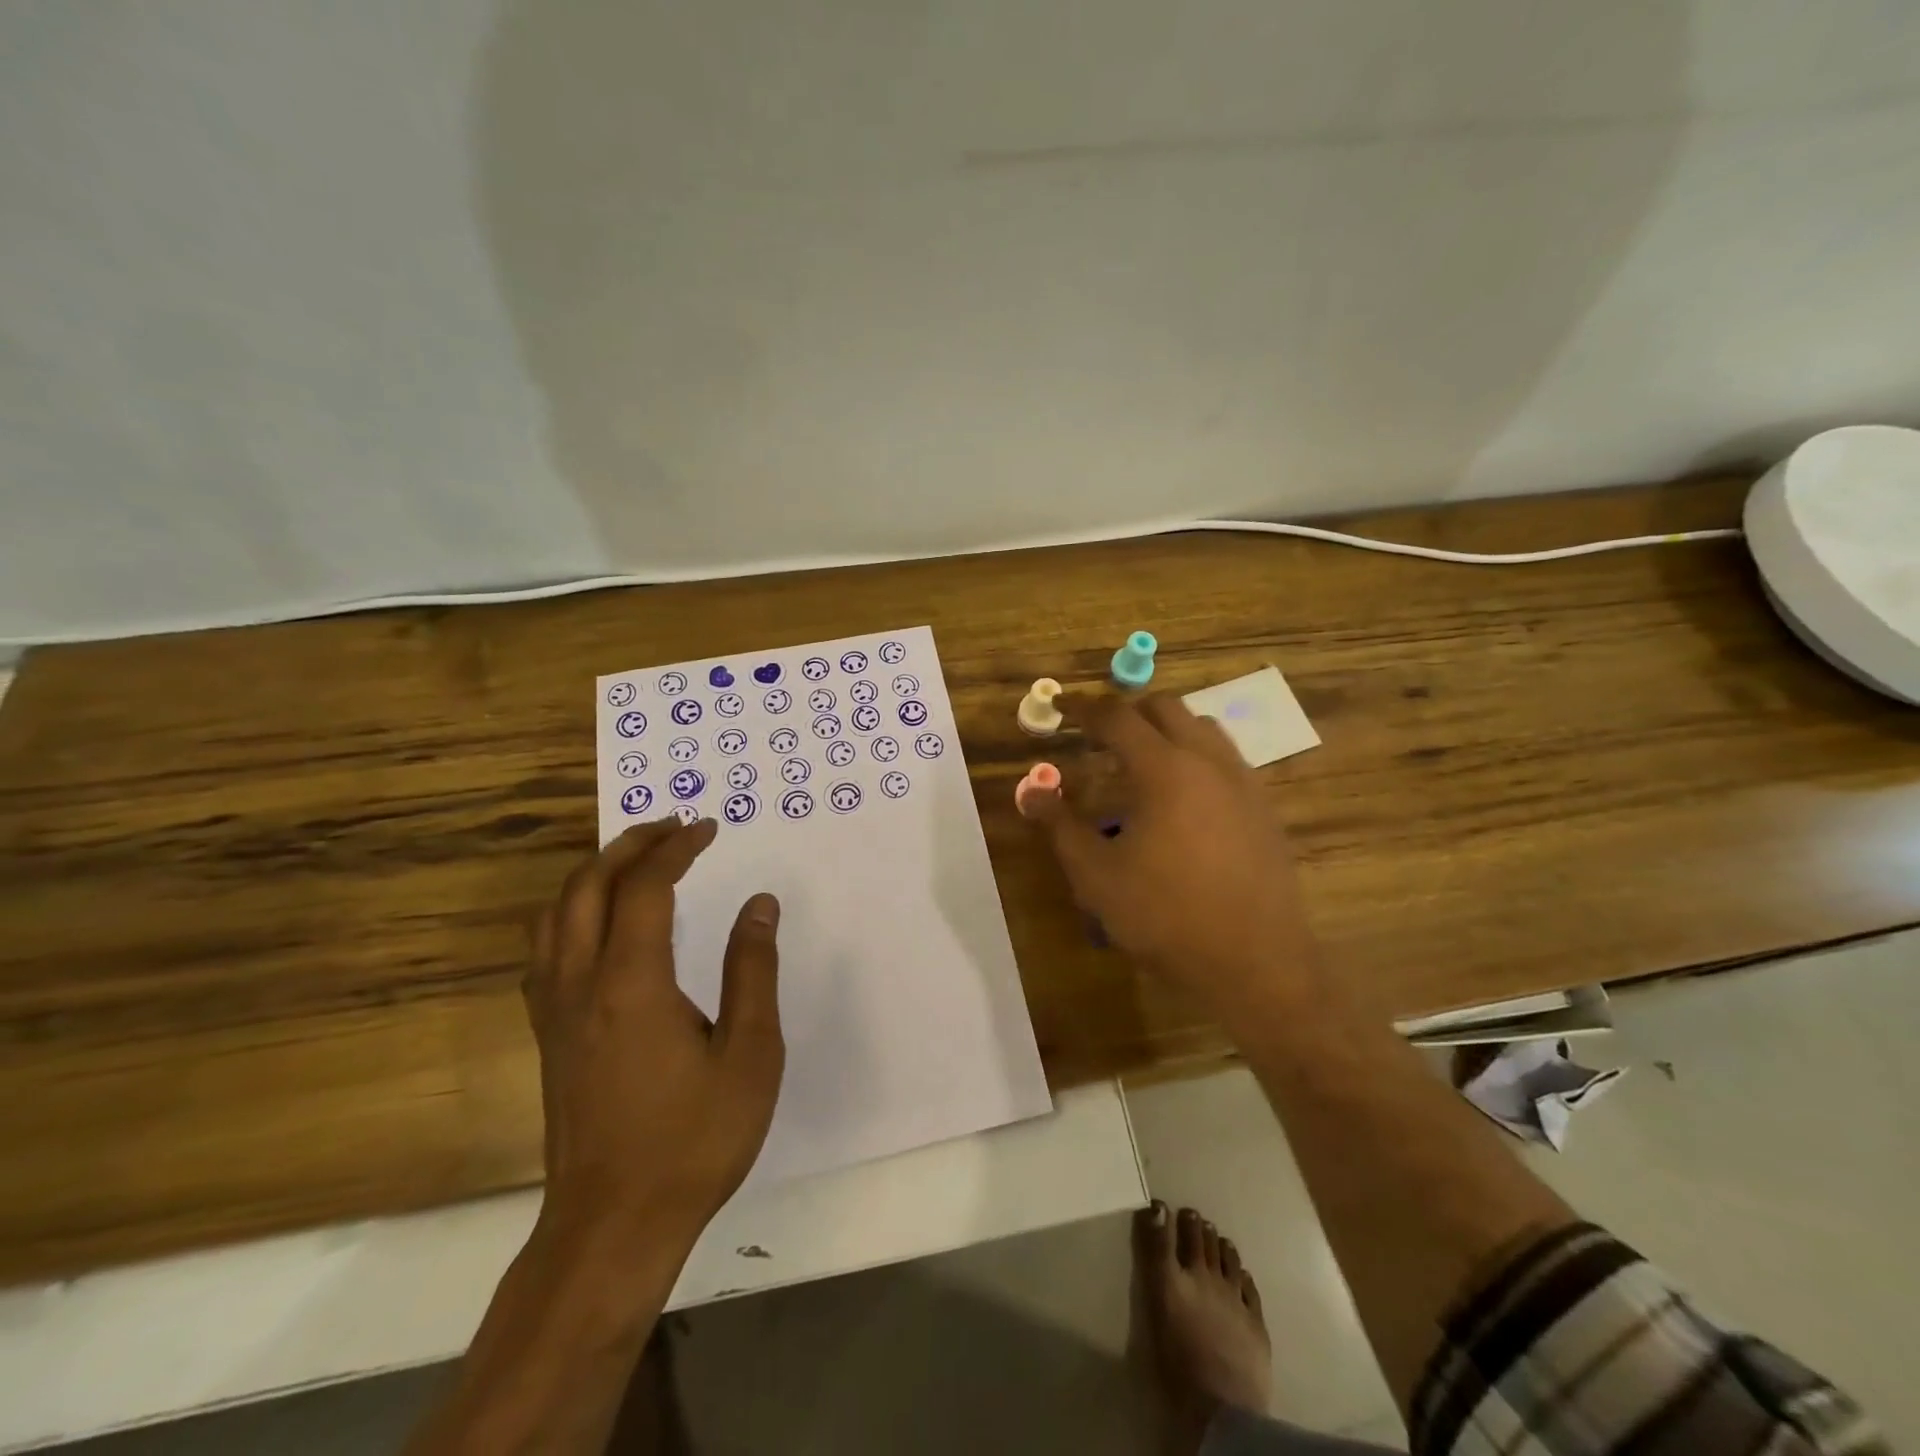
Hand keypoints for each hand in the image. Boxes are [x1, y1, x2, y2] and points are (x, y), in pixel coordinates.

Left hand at [524, 817, 783, 1251]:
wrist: (613, 1227)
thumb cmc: (693, 1139)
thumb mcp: (750, 1053)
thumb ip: (752, 970)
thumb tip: (759, 904)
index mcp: (631, 982)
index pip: (645, 887)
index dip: (676, 848)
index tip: (708, 828)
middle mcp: (581, 983)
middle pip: (587, 886)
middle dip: (629, 844)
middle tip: (673, 828)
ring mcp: (554, 1011)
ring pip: (555, 914)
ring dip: (594, 873)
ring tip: (637, 861)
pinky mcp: (548, 1035)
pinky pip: (545, 949)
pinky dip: (572, 912)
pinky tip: (602, 925)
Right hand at [1027, 693, 1319, 1019]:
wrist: (1255, 962)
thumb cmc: (1166, 916)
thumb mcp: (1096, 876)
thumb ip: (1060, 826)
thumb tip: (1032, 791)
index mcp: (1164, 769)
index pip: (1117, 717)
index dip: (1084, 709)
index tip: (1062, 708)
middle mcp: (1208, 761)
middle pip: (1165, 708)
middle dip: (1127, 713)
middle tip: (1098, 739)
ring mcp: (1243, 782)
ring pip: (1202, 728)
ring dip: (1166, 732)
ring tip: (1140, 766)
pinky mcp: (1263, 808)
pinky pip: (1225, 759)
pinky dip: (1195, 758)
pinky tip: (1182, 802)